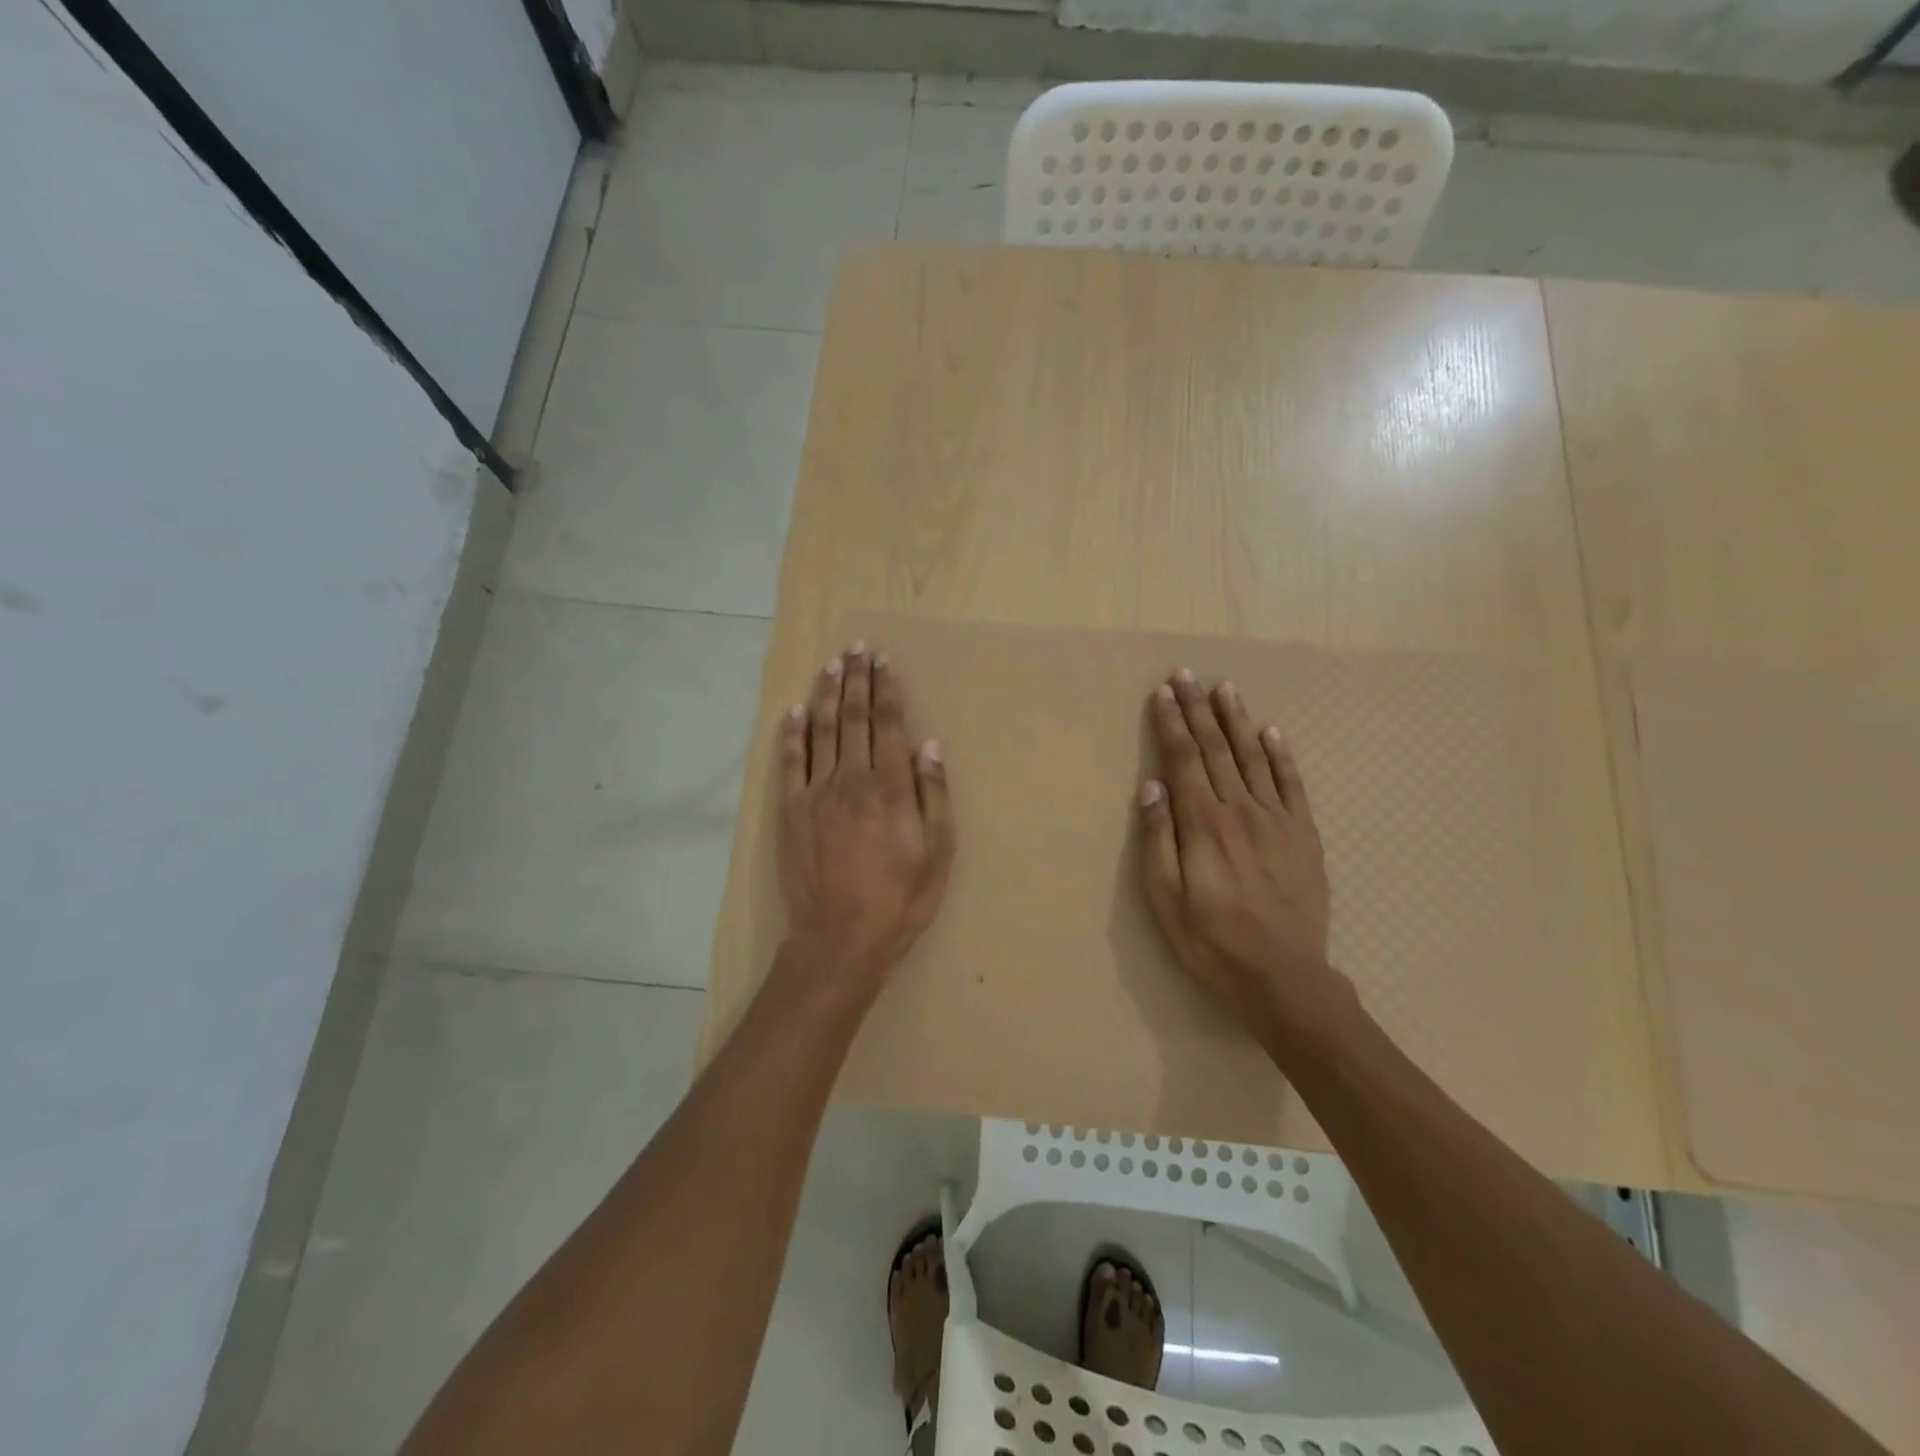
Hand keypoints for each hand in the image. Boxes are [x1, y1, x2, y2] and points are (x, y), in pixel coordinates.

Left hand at [776, 642, 954, 999]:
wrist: (840, 937)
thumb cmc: (900, 899)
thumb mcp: (937, 852)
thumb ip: (934, 795)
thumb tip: (930, 745)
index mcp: (891, 787)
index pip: (889, 725)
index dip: (887, 690)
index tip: (885, 662)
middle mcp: (853, 779)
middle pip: (854, 718)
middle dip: (857, 680)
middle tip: (857, 648)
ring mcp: (817, 793)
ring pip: (822, 731)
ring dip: (826, 694)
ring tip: (832, 665)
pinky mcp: (792, 811)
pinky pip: (790, 762)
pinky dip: (791, 733)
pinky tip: (793, 710)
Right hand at [1137, 669, 1350, 1038]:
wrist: (1283, 975)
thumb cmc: (1212, 939)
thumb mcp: (1166, 898)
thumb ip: (1159, 839)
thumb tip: (1152, 787)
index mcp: (1203, 823)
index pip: (1184, 759)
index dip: (1172, 723)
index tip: (1163, 692)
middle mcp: (1240, 809)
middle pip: (1216, 748)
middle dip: (1198, 709)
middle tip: (1187, 674)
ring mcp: (1277, 819)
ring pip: (1254, 757)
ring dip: (1237, 720)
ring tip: (1225, 688)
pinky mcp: (1303, 834)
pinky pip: (1292, 784)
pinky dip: (1281, 754)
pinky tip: (1271, 732)